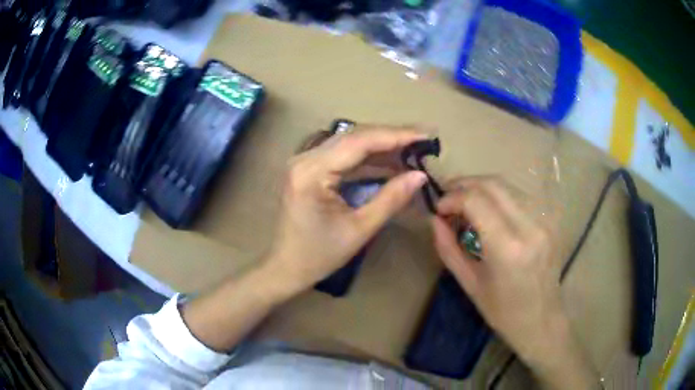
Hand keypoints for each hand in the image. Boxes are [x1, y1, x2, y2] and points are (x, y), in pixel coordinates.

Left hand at [266, 125, 428, 294]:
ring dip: (381, 145)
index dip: (395, 136)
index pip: (358, 142)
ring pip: (350, 143)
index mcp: (311, 172)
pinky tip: (390, 160)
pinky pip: (343, 155)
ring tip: (413, 148)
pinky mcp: (310, 168)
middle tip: (424, 139)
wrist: (286, 267)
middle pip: (354, 136)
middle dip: (391, 136)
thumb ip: (391, 199)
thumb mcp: (359, 229)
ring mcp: (305, 161)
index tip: (425, 135)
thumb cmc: (319, 255)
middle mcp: (304, 158)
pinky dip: (368, 157)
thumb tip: (420, 175)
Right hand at [431, 177, 598, 387]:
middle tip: (448, 197)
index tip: (439, 208)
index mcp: (507, 248)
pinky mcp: (551, 219)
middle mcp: (530, 226)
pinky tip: (490, 210)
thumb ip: (448, 248)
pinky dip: (499, 196)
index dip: (452, 197)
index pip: (475, 200)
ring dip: (481, 187)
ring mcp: (545, 220)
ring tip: (466, 202)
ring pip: (507, 185)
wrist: (542, 319)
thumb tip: (434, 219)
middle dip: (464, 184)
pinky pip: (520, 195)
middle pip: (492, 184)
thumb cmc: (502, 311)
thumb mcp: (469, 284)